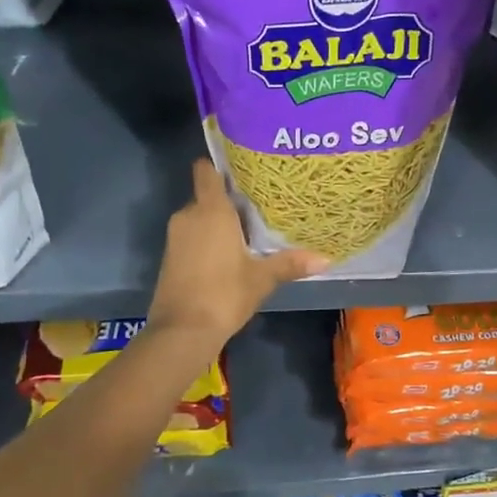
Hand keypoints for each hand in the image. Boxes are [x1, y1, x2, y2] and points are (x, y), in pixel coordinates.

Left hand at [146, 160, 327, 349]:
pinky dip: (206, 239)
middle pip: (206, 195)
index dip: (220, 165)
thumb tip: (326, 259)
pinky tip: (228, 253)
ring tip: (247, 230)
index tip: (241, 168)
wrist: (182, 331)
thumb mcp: (262, 279)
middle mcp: (188, 215)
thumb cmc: (224, 294)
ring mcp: (175, 236)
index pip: (206, 171)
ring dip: (217, 222)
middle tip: (258, 205)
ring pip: (198, 217)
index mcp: (210, 210)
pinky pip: (191, 235)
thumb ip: (290, 264)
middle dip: (228, 200)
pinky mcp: (169, 257)